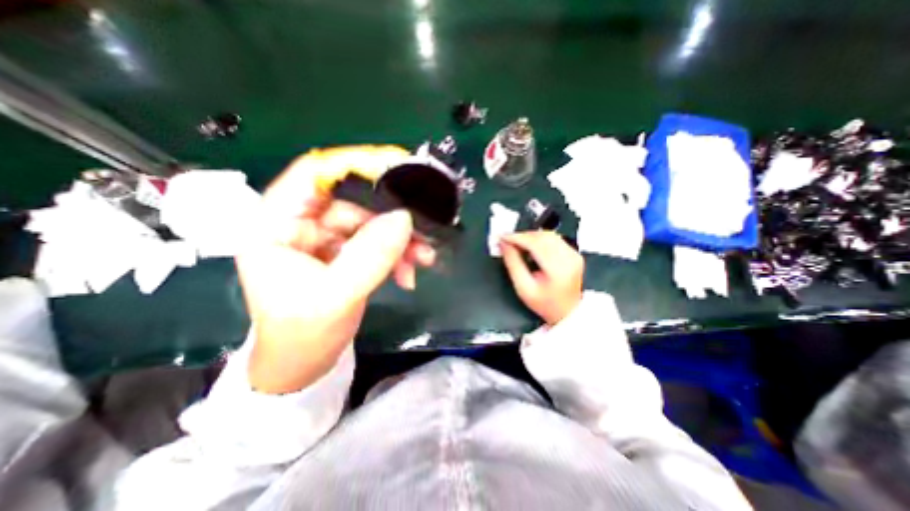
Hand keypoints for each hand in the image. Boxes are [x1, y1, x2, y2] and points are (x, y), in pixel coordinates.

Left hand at [237, 147, 435, 392]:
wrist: (305, 364)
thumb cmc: (303, 334)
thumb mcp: (336, 296)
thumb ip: (370, 255)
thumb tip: (404, 218)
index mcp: (277, 224)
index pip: (314, 174)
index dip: (354, 164)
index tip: (396, 166)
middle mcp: (302, 223)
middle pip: (353, 200)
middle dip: (391, 216)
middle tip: (423, 228)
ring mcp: (327, 238)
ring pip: (372, 222)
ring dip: (401, 240)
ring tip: (424, 258)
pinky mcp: (346, 252)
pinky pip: (378, 241)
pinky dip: (397, 254)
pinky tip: (409, 273)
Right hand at [498, 230, 582, 324]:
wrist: (566, 312)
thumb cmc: (546, 304)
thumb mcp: (523, 287)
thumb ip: (513, 263)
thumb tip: (504, 245)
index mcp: (558, 269)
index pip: (535, 244)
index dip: (516, 238)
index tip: (502, 237)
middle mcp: (569, 259)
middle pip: (542, 236)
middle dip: (522, 236)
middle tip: (507, 240)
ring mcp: (573, 255)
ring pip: (548, 235)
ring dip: (530, 236)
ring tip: (516, 244)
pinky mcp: (573, 253)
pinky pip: (554, 239)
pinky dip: (539, 239)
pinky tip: (529, 246)